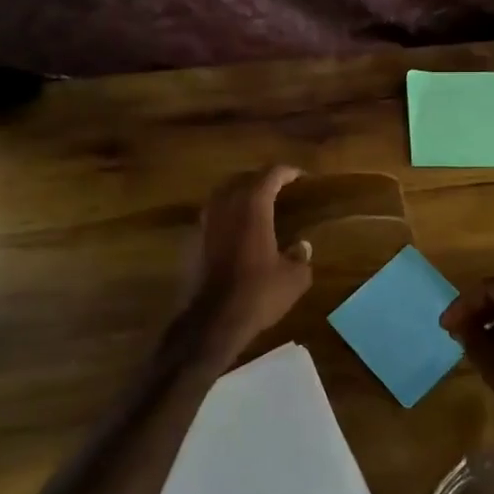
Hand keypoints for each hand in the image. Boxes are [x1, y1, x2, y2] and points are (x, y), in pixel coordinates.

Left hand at [186, 166, 313, 350]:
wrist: (212, 321)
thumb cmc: (258, 293)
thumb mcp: (294, 278)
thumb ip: (300, 256)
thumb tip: (302, 246)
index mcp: (252, 206)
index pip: (270, 175)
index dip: (287, 172)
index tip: (301, 177)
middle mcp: (225, 205)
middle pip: (243, 179)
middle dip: (262, 180)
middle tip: (279, 188)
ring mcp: (204, 222)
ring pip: (222, 194)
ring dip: (240, 194)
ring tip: (256, 205)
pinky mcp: (191, 241)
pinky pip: (212, 216)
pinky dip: (226, 216)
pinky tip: (236, 231)